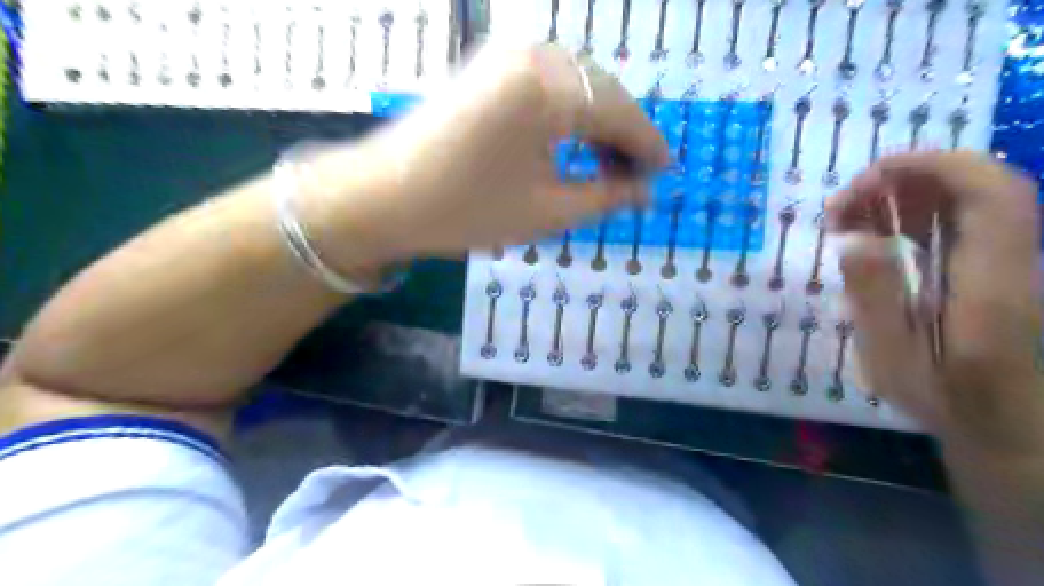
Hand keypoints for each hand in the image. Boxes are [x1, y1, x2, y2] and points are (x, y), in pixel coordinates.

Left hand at [307, 41, 667, 264]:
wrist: (383, 196)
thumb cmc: (467, 211)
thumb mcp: (547, 212)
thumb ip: (605, 196)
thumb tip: (646, 192)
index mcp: (551, 89)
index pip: (621, 113)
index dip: (647, 145)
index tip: (664, 172)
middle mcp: (534, 55)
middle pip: (603, 91)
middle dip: (624, 135)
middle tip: (632, 178)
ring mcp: (507, 52)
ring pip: (578, 84)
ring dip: (597, 123)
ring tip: (603, 167)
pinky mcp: (489, 63)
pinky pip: (548, 81)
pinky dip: (568, 112)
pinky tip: (570, 142)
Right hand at [824, 151, 1043, 453]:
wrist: (1006, 425)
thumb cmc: (944, 398)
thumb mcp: (893, 358)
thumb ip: (874, 296)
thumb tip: (852, 239)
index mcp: (990, 281)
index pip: (990, 195)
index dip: (934, 166)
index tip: (870, 176)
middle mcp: (1009, 259)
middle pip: (980, 186)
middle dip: (907, 177)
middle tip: (843, 202)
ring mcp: (1004, 261)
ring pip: (966, 199)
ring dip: (904, 194)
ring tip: (846, 215)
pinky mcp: (989, 267)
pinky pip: (956, 221)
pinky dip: (910, 214)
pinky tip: (870, 232)